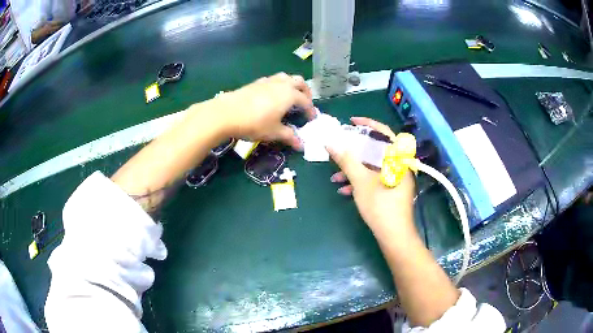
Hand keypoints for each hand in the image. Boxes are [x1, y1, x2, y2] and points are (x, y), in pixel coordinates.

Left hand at [216, 73, 314, 148]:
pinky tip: (271, 95)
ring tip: (290, 96)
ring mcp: (268, 81)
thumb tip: (301, 146)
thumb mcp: (274, 132)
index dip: (311, 110)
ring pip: (285, 77)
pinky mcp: (255, 83)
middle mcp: (281, 84)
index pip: (306, 101)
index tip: (312, 119)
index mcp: (290, 95)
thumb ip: (289, 136)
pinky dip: (278, 85)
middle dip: (305, 91)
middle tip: (305, 103)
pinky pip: (272, 80)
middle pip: (299, 82)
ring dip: (292, 85)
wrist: (226, 113)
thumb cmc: (255, 123)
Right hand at [327, 117, 415, 235]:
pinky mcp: (391, 189)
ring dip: (354, 169)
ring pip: (372, 166)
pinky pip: (374, 179)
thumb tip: (331, 142)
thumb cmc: (380, 206)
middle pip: (375, 150)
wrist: (394, 236)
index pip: (384, 132)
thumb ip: (346, 160)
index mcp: (397, 158)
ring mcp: (395, 178)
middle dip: (354, 152)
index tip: (350, 122)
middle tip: (338, 150)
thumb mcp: (360, 182)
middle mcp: (398, 165)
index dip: (367, 124)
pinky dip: (360, 181)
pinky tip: (344, 190)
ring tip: (335, 177)